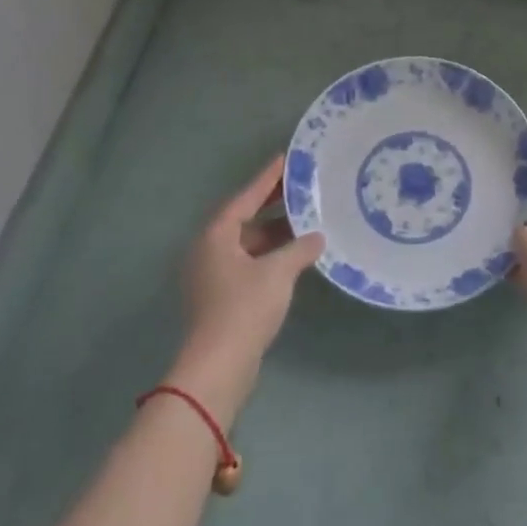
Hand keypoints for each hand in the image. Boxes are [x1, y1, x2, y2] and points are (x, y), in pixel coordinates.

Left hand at [167, 157, 323, 420]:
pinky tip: (295, 255)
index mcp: (216, 235)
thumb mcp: (278, 272)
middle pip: (244, 218)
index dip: (268, 178)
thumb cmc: (244, 308)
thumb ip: (299, 249)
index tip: (286, 159)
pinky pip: (248, 262)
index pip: (246, 197)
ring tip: (307, 221)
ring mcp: (212, 275)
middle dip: (273, 205)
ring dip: (275, 233)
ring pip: (248, 242)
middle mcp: (209, 249)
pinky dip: (270, 255)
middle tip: (302, 188)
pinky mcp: (220, 296)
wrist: (218, 366)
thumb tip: (317, 237)